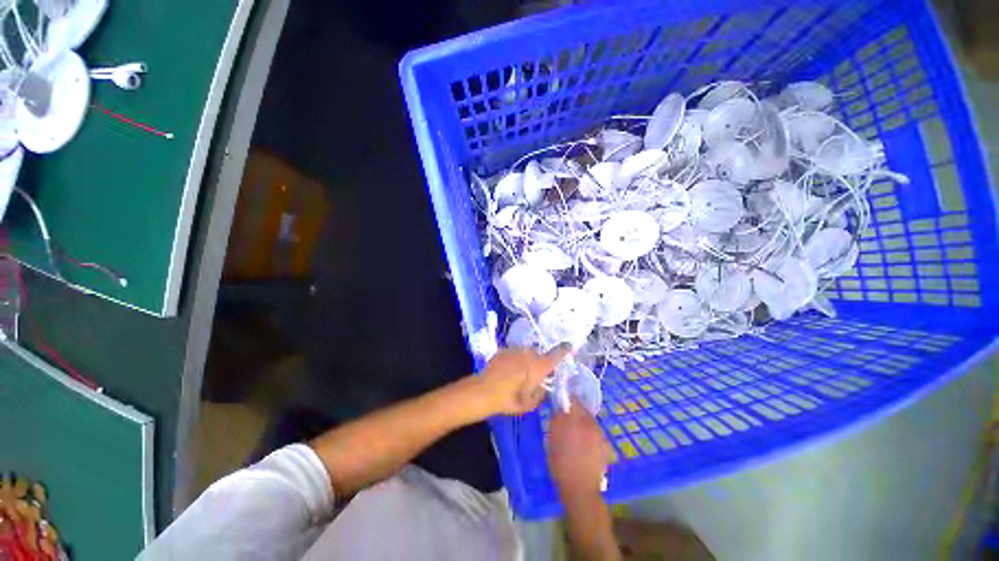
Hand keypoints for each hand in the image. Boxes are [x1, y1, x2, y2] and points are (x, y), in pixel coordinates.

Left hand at [476, 345, 570, 415]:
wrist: (484, 390)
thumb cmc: (510, 399)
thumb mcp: (529, 404)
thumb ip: (540, 394)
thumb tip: (542, 388)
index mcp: (539, 366)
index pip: (556, 354)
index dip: (564, 350)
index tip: (569, 345)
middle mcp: (529, 354)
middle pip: (539, 355)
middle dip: (538, 362)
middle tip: (532, 375)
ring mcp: (515, 350)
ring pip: (525, 353)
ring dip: (524, 360)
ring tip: (516, 374)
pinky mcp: (503, 349)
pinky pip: (513, 353)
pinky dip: (513, 360)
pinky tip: (506, 371)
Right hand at [548, 396, 611, 500]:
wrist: (580, 489)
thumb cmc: (560, 464)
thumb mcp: (552, 439)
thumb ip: (556, 421)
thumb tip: (559, 410)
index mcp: (576, 420)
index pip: (573, 400)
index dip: (567, 398)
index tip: (562, 400)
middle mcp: (590, 424)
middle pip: (583, 409)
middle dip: (576, 410)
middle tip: (567, 417)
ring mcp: (600, 435)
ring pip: (590, 421)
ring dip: (583, 422)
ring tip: (576, 432)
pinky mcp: (606, 446)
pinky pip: (596, 433)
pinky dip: (590, 434)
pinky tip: (585, 444)